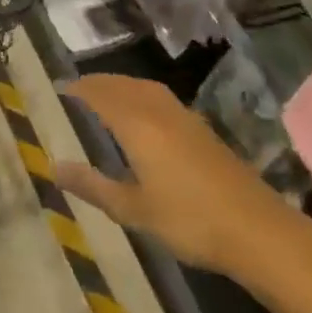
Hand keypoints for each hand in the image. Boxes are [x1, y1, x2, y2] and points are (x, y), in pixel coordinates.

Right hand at [55, 74, 293, 276]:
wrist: (257, 229)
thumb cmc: (188, 220)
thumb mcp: (133, 210)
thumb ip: (93, 186)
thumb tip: (54, 167)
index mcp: (137, 124)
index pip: (100, 94)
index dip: (78, 89)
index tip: (58, 89)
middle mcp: (158, 110)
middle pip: (122, 85)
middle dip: (97, 83)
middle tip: (76, 90)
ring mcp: (184, 117)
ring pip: (144, 88)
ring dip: (121, 85)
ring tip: (105, 96)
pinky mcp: (201, 129)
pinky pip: (160, 97)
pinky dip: (140, 95)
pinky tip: (143, 114)